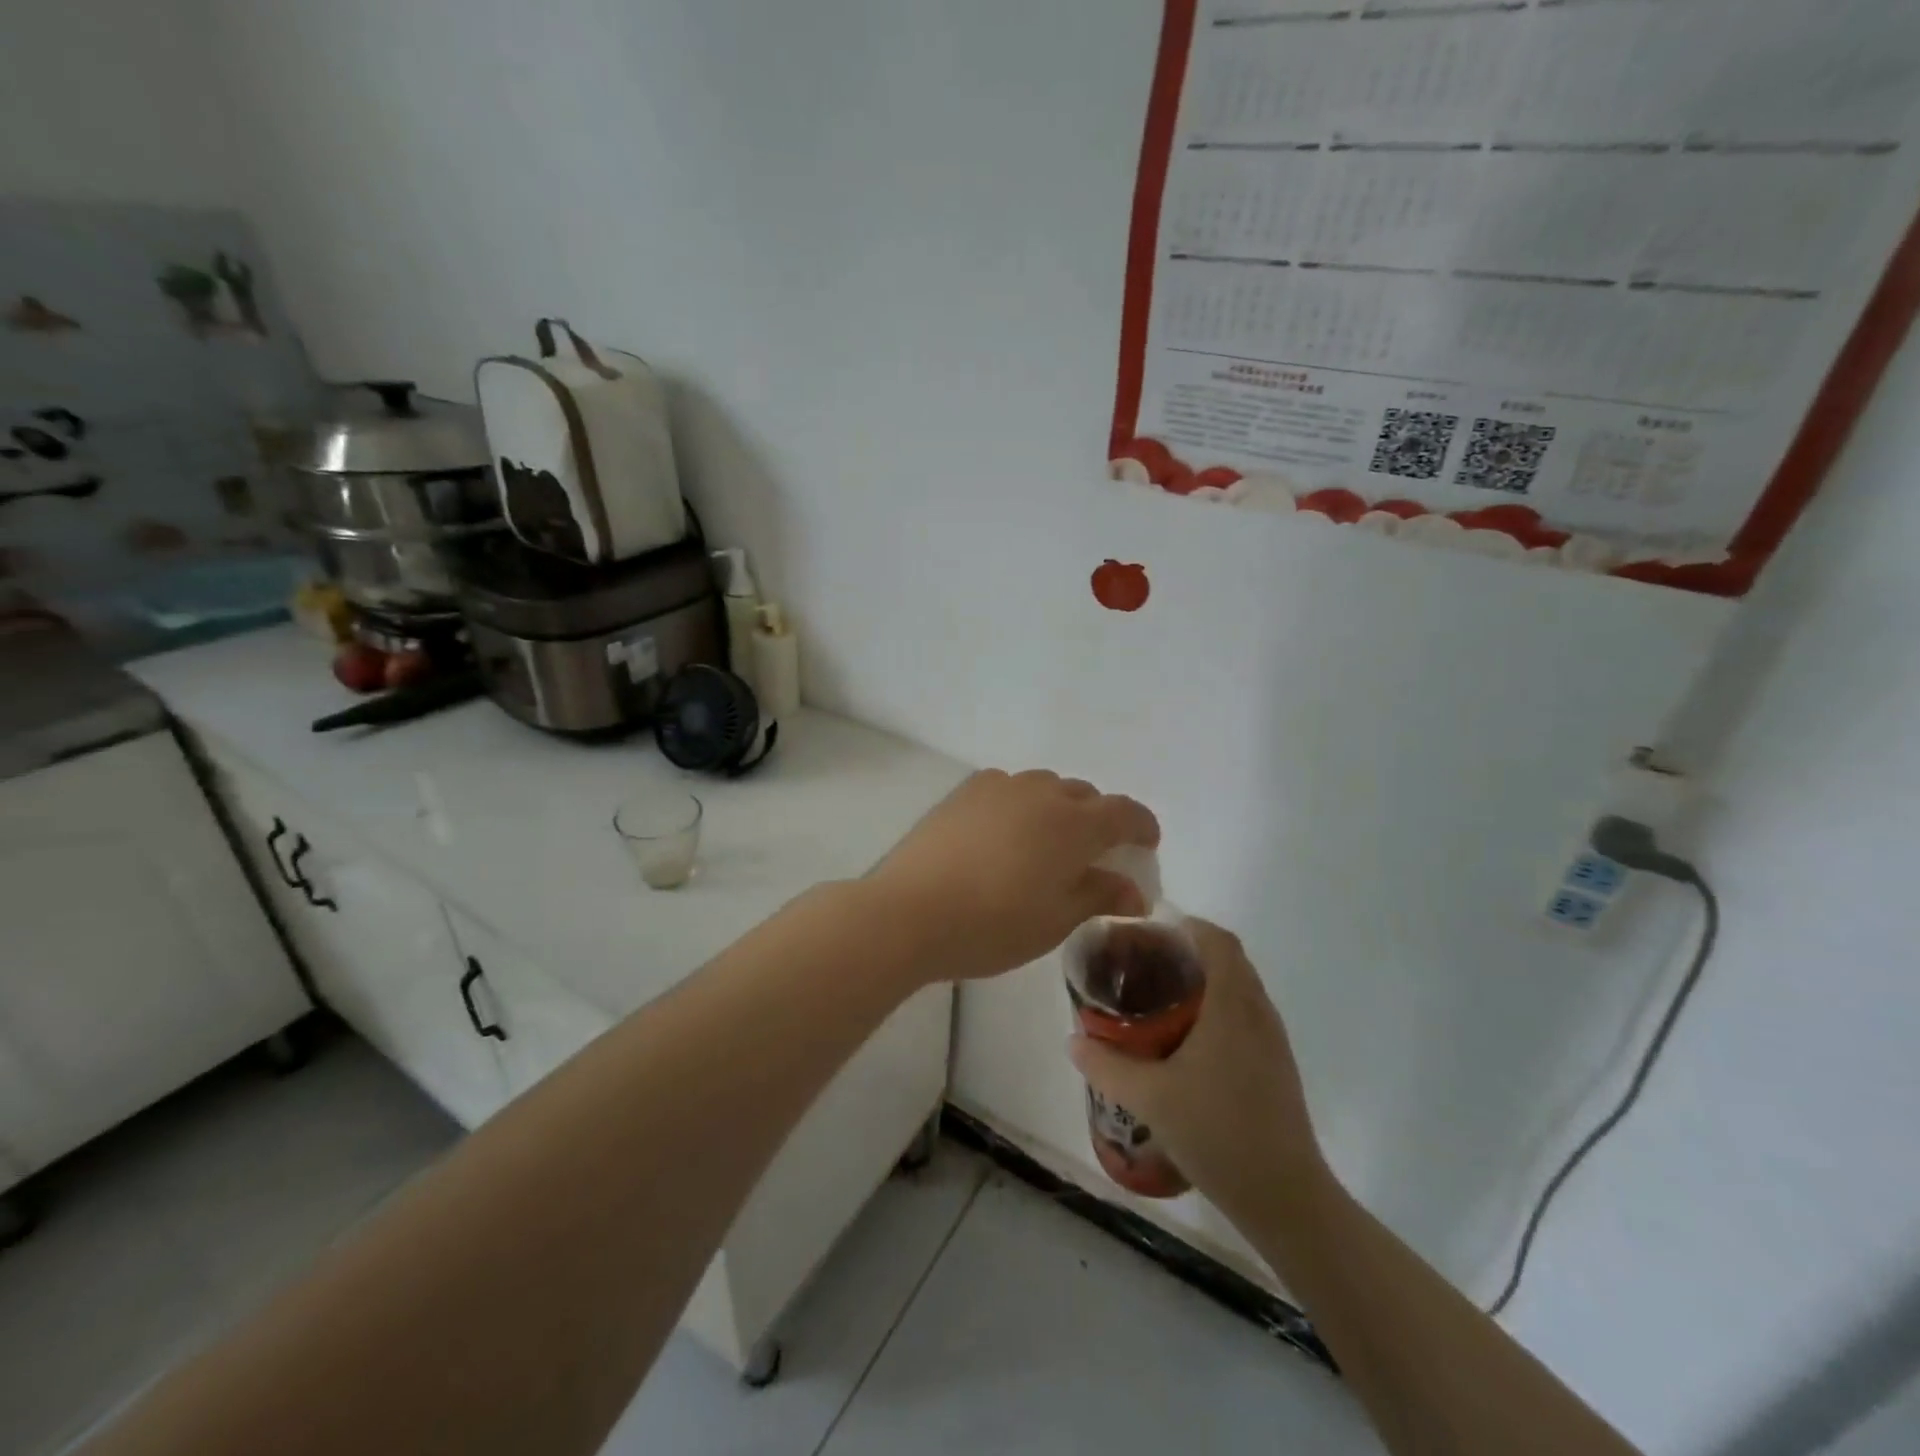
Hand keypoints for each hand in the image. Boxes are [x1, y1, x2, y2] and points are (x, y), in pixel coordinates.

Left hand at [868, 769, 1159, 983]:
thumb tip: (1134, 890)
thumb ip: (1099, 895)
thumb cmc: (993, 925)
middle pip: (1084, 795)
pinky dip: (1020, 804)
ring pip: (1044, 787)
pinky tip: (1005, 833)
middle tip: (1093, 855)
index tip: (1147, 843)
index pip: (1124, 812)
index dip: (1142, 826)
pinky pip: (1007, 788)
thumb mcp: (1056, 920)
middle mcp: (1040, 793)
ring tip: (1046, 843)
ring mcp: (998, 787)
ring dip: (1058, 808)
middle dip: (1099, 819)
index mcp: (1074, 824)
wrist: (909, 912)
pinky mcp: (963, 793)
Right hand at [1069, 919, 1326, 1224]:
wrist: (1286, 1198)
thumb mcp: (1149, 1098)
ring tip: (1161, 997)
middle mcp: (1258, 1013)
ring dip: (1206, 981)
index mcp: (1232, 1006)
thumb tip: (1072, 1039)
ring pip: (1240, 989)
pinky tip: (1188, 1041)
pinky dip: (1218, 1008)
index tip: (1150, 931)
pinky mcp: (1277, 1067)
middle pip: (1229, 960)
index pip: (1218, 941)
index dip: (1187, 926)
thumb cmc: (1217, 1134)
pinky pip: (1246, 1015)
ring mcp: (1273, 1042)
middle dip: (1190, 952)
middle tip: (1145, 963)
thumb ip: (1106, 1065)